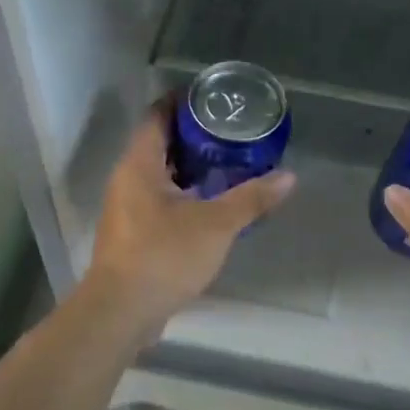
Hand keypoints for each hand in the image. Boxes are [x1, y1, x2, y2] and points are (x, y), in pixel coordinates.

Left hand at [85, 105, 296, 330]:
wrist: (121, 313)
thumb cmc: (164, 256)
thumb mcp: (216, 225)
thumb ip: (252, 198)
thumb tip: (289, 177)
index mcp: (139, 164)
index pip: (157, 115)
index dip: (182, 101)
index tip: (212, 97)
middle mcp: (127, 178)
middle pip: (158, 142)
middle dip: (192, 134)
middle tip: (229, 129)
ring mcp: (125, 206)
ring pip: (158, 172)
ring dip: (188, 165)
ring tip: (226, 161)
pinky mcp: (131, 231)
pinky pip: (158, 197)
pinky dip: (182, 191)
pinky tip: (209, 201)